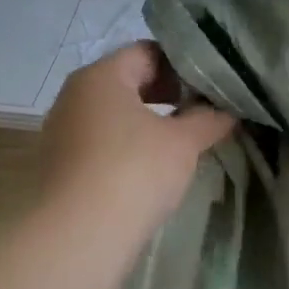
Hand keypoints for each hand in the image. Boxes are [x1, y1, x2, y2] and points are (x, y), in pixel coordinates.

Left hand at [38, 42, 235, 243]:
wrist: (78, 235)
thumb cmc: (134, 171)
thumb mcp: (183, 143)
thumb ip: (208, 120)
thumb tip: (227, 111)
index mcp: (101, 76)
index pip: (147, 52)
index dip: (183, 64)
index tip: (212, 84)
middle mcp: (75, 96)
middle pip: (128, 81)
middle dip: (168, 94)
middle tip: (204, 110)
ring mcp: (63, 131)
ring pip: (115, 114)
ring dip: (149, 122)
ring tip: (184, 141)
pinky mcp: (61, 165)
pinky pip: (103, 142)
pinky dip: (129, 146)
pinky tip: (153, 168)